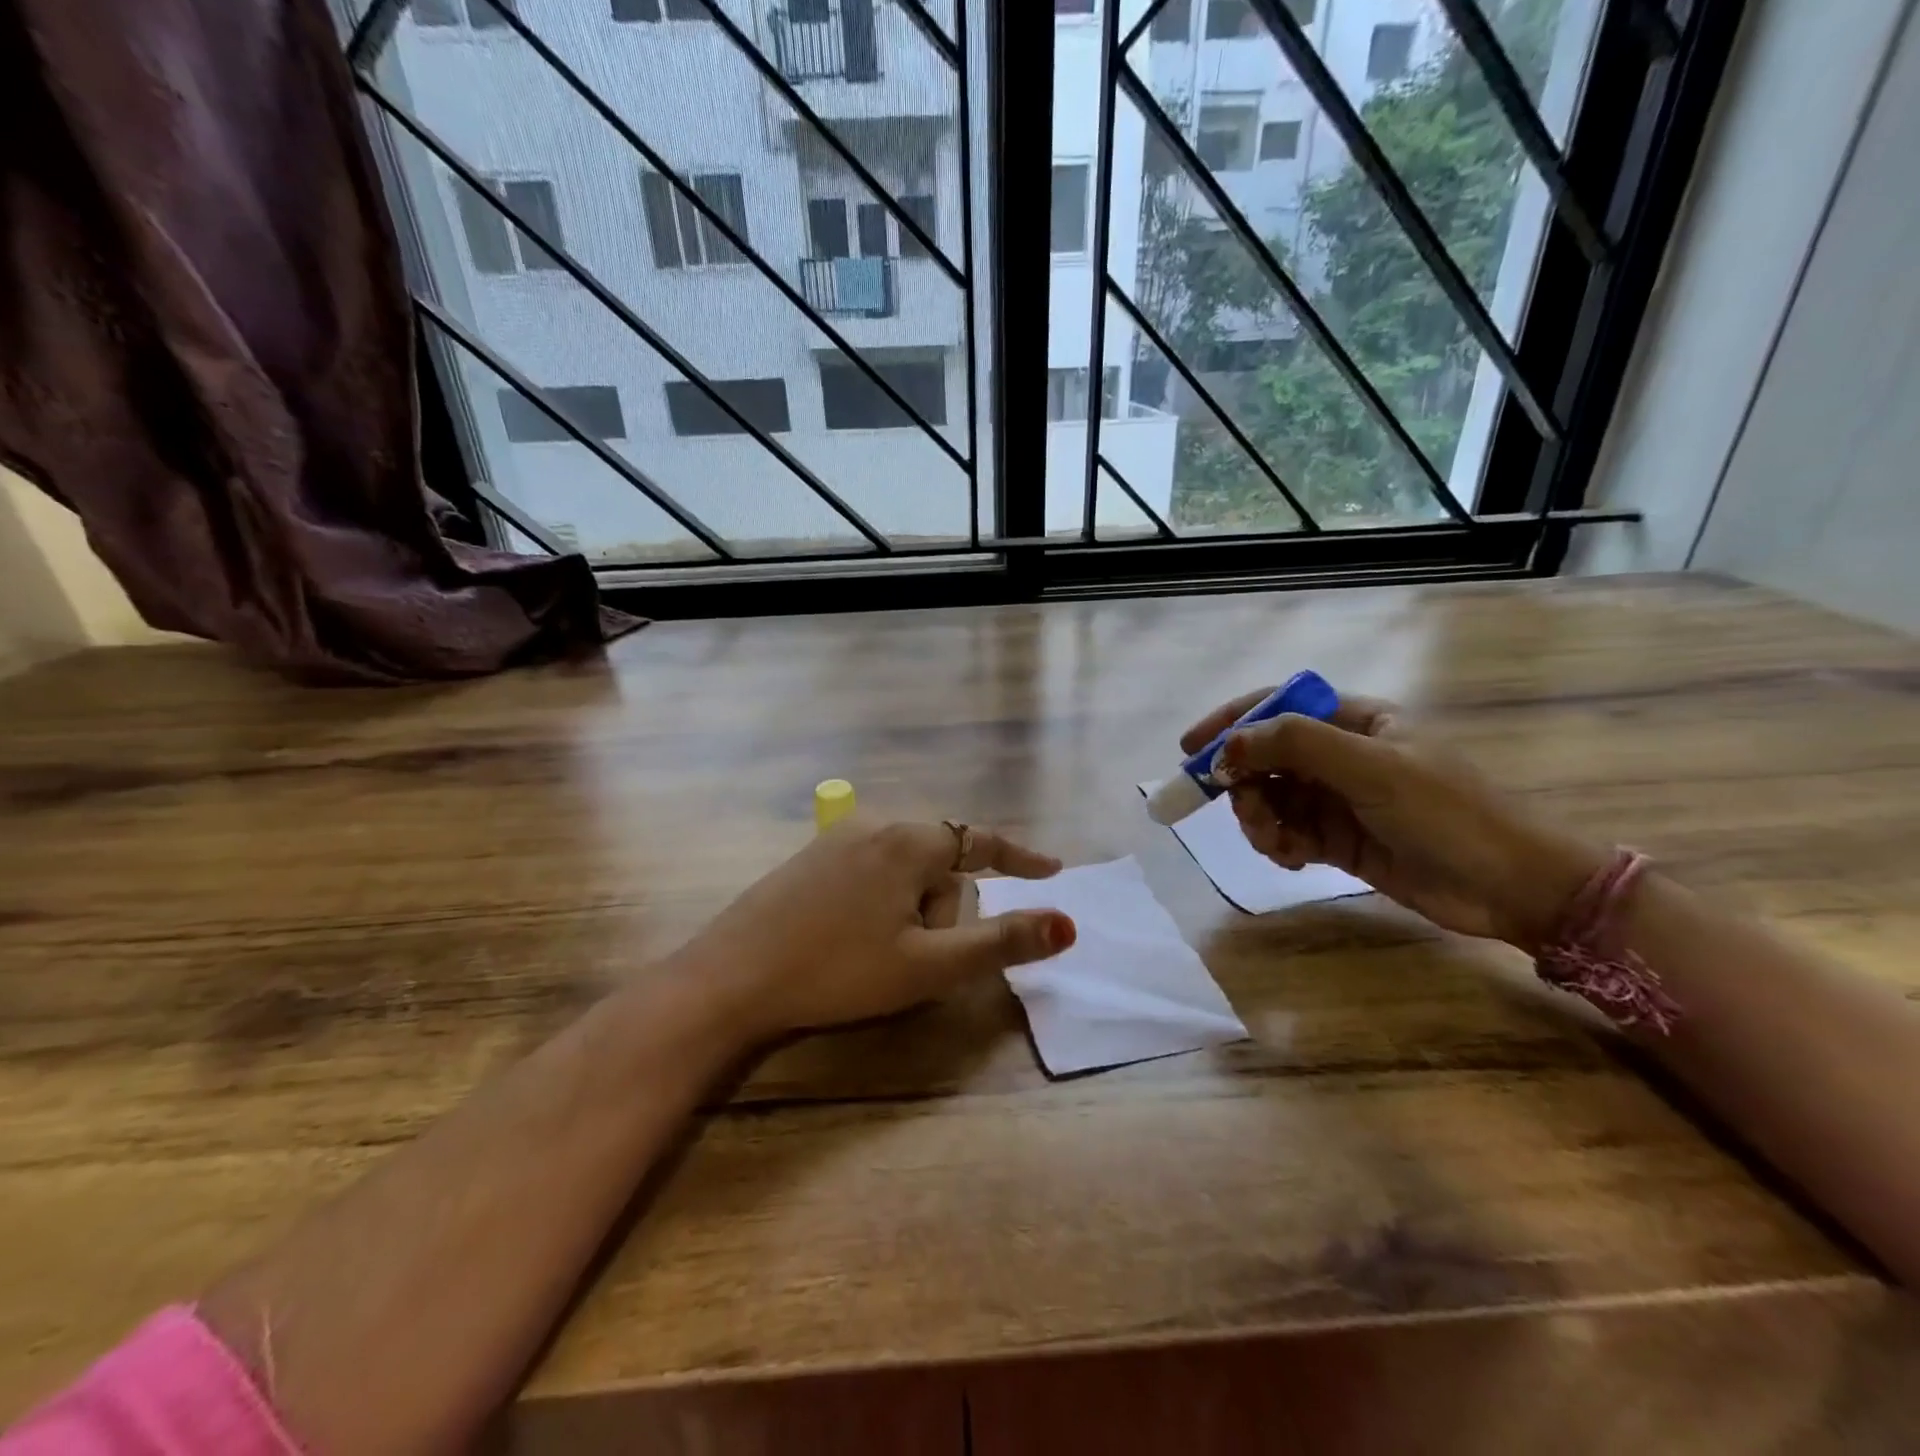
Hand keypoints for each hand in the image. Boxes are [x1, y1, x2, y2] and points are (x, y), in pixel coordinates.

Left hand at [673, 818, 1075, 1039]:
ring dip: (912, 910)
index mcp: (910, 842)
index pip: (982, 841)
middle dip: (945, 909)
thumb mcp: (929, 965)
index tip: (1053, 870)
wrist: (732, 977)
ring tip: (879, 956)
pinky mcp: (810, 858)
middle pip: (941, 863)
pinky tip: (852, 937)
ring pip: (904, 871)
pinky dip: (882, 902)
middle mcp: (876, 825)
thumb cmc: (839, 970)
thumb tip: (1067, 923)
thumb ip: (1001, 941)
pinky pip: (871, 871)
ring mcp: (838, 838)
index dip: (1021, 858)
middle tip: (915, 959)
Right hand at [1184, 690, 1605, 949]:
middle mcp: (1342, 756)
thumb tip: (1228, 746)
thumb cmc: (1448, 813)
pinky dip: (1279, 845)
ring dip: (1261, 820)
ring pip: (1271, 799)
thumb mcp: (1373, 768)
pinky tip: (1294, 860)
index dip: (1231, 722)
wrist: (1512, 888)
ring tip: (1277, 845)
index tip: (1190, 749)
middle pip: (1266, 758)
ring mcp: (1339, 799)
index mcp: (1356, 722)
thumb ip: (1297, 745)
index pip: (1278, 707)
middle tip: (1243, 810)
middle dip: (1245, 784)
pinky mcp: (1338, 840)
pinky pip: (1288, 833)